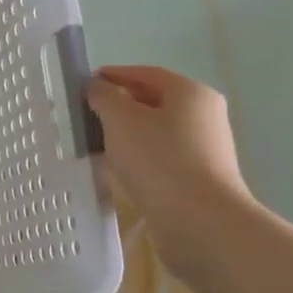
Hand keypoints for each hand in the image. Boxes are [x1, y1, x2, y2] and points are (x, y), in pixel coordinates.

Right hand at [87, 65, 253, 277]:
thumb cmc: (158, 160)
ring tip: (98, 141)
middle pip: (155, 100)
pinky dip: (140, 154)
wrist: (200, 220)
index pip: (146, 73)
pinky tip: (121, 167)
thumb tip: (99, 89)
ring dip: (129, 131)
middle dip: (121, 104)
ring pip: (158, 129)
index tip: (87, 82)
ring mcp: (206, 147)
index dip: (115, 75)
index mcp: (190, 92)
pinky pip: (163, 154)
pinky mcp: (200, 175)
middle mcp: (204, 114)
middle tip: (88, 113)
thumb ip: (104, 97)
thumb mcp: (120, 120)